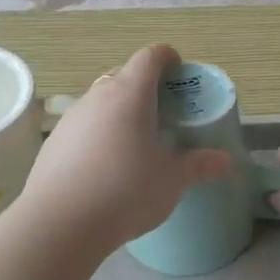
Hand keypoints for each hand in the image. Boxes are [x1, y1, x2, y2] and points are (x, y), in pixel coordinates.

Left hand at [14, 45, 232, 257]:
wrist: (60, 222)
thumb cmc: (126, 190)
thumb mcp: (172, 180)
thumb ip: (199, 165)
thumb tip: (225, 162)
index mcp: (130, 94)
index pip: (149, 57)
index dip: (167, 58)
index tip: (179, 71)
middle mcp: (97, 96)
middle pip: (123, 76)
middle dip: (144, 88)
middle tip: (163, 113)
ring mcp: (71, 118)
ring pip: (100, 102)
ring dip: (119, 112)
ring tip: (135, 143)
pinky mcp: (53, 143)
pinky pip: (82, 127)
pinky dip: (98, 135)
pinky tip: (105, 167)